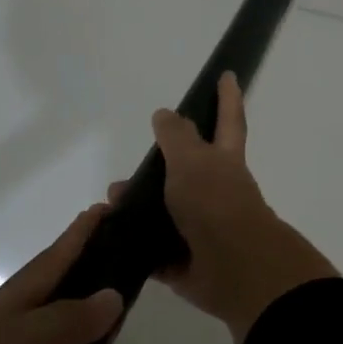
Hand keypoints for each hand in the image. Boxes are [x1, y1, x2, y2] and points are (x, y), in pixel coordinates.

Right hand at [112, 72, 336, 343]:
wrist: (233, 268)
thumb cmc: (215, 202)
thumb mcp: (192, 159)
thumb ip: (176, 136)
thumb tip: (165, 114)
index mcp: (223, 162)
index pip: (227, 120)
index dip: (227, 97)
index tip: (228, 75)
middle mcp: (215, 192)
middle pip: (185, 172)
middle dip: (158, 170)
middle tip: (125, 174)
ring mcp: (202, 228)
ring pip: (164, 213)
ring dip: (137, 209)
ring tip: (108, 207)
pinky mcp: (185, 262)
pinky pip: (155, 252)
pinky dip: (134, 246)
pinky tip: (109, 239)